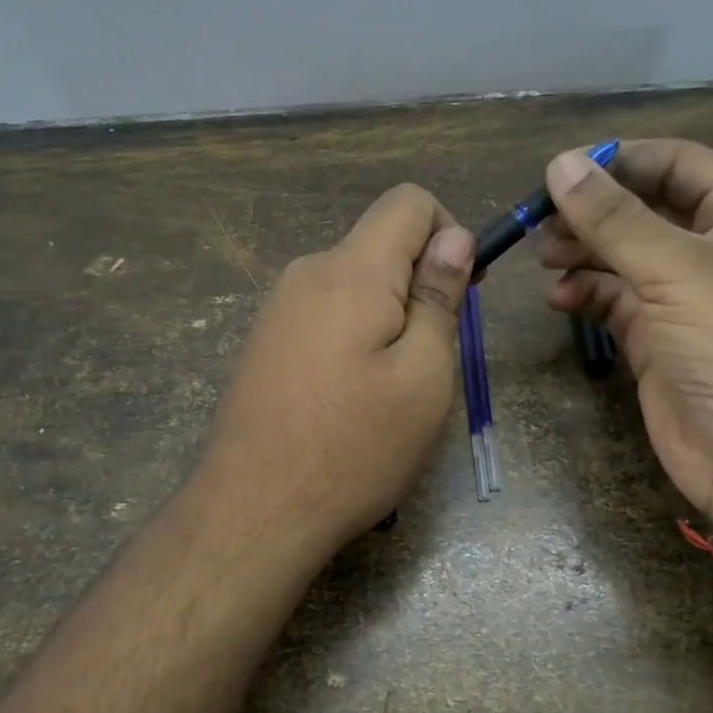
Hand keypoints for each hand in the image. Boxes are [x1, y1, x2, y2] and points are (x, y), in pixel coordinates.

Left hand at [201, 184, 474, 558]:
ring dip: (387, 319)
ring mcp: (278, 309)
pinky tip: (349, 400)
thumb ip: (438, 298)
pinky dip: (354, 339)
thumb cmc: (353, 448)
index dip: (449, 234)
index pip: (408, 201)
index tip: (458, 295)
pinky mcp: (266, 342)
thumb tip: (453, 238)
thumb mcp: (422, 376)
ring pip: (355, 286)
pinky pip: (326, 316)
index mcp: (350, 271)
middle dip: (418, 287)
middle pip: (380, 246)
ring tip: (388, 391)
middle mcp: (307, 273)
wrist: (254, 511)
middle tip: (427, 363)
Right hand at [538, 139, 712, 526]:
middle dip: (594, 212)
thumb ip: (615, 219)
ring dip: (583, 253)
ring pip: (625, 257)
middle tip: (542, 223)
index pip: (678, 164)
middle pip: (645, 210)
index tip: (563, 171)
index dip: (621, 160)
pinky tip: (560, 299)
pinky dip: (586, 295)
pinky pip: (616, 302)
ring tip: (545, 260)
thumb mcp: (678, 272)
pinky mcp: (661, 341)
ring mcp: (687, 300)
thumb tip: (560, 163)